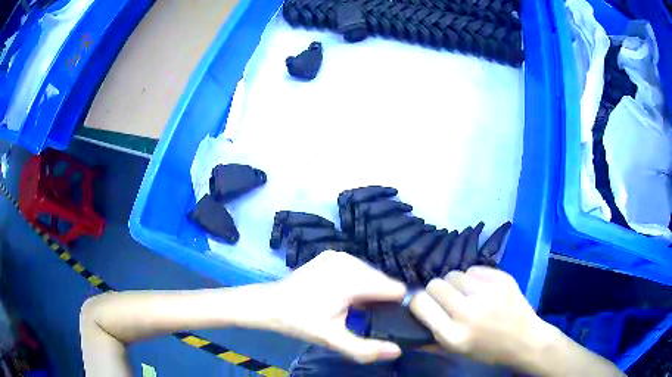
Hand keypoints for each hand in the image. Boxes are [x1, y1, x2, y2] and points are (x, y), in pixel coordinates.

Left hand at [265, 251, 406, 362]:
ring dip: (369, 291)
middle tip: (366, 317)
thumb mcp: (332, 339)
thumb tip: (397, 351)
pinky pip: (357, 268)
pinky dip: (356, 282)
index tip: (385, 320)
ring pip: (371, 274)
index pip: (394, 288)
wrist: (270, 304)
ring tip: (355, 308)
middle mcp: (350, 261)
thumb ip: (365, 349)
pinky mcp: (331, 255)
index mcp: (353, 280)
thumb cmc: (300, 321)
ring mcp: (339, 256)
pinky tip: (343, 296)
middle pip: (383, 281)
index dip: (395, 306)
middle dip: (380, 299)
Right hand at [410, 266, 553, 367]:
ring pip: (454, 274)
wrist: (526, 341)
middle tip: (446, 299)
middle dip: (435, 291)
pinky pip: (474, 269)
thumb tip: (411, 321)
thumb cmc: (489, 352)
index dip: (417, 302)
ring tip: (466, 294)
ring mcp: (487, 292)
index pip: (420, 304)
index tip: (423, 305)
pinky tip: (482, 289)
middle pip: (435, 284)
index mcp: (454, 335)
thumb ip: (431, 338)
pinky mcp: (502, 278)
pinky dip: (473, 278)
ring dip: (455, 284)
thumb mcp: (457, 353)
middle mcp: (468, 312)